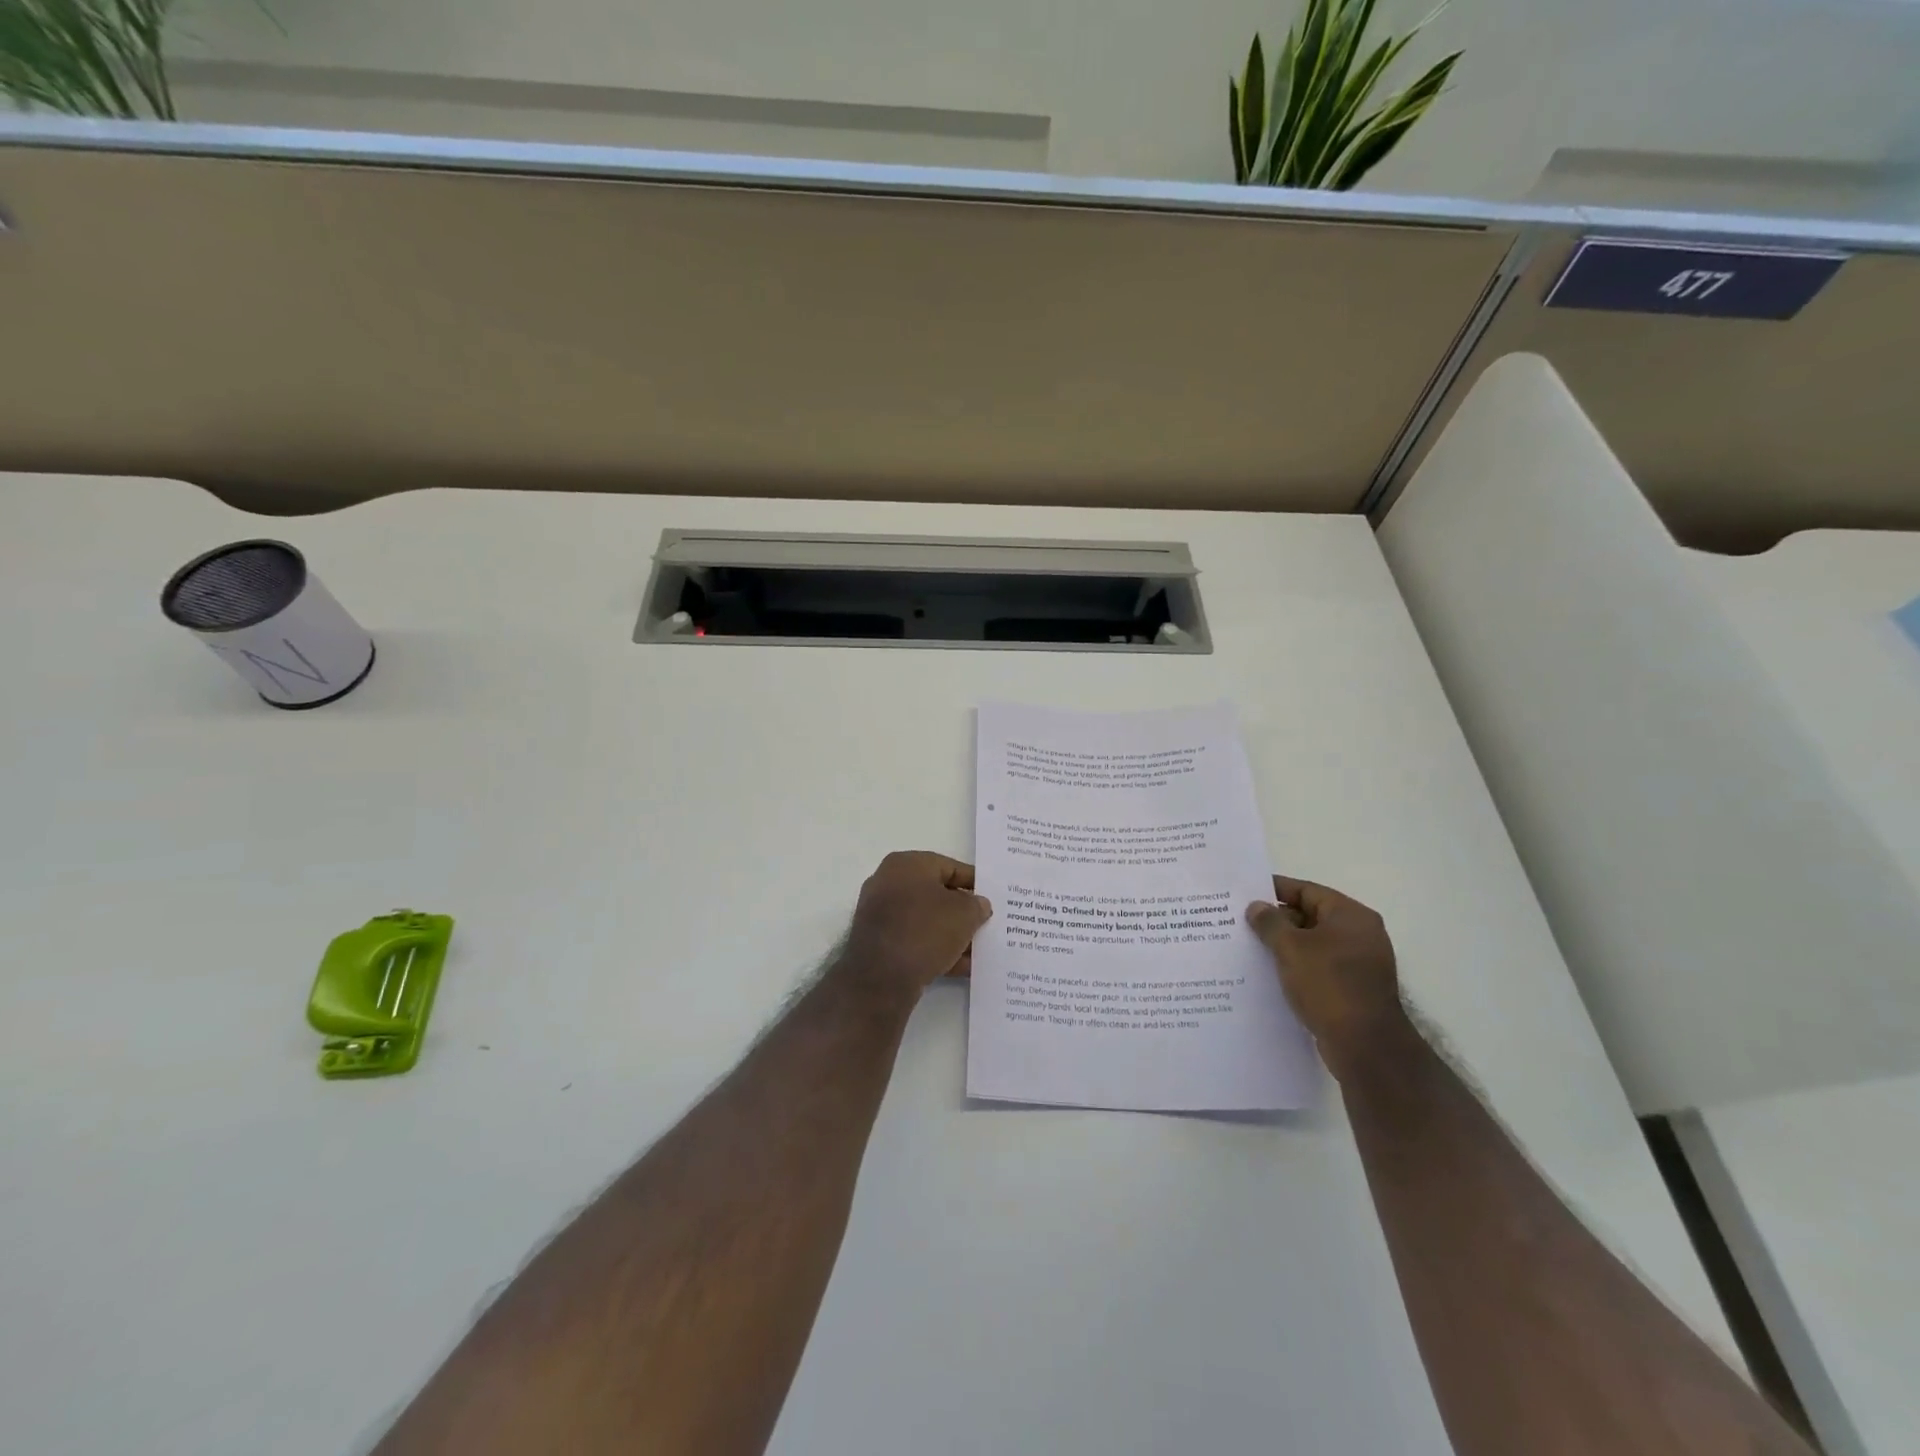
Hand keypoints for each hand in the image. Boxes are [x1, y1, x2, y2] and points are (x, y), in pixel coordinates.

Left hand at [840, 852, 992, 995]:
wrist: (881, 977)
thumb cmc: (925, 930)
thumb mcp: (964, 913)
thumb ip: (976, 905)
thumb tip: (978, 905)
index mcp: (906, 865)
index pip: (949, 867)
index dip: (974, 882)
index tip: (992, 896)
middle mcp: (888, 883)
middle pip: (936, 894)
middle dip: (963, 911)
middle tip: (986, 923)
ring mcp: (880, 915)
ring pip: (926, 920)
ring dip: (952, 934)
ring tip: (979, 950)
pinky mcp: (878, 944)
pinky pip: (915, 941)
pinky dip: (937, 950)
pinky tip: (962, 967)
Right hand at [1247, 876, 1406, 1073]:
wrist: (1365, 1046)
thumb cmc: (1328, 985)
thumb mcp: (1291, 948)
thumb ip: (1270, 922)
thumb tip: (1256, 906)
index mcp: (1351, 916)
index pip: (1307, 891)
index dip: (1275, 890)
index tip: (1245, 893)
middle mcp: (1360, 934)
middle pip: (1311, 915)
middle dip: (1277, 919)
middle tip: (1242, 922)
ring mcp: (1359, 963)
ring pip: (1313, 944)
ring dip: (1285, 945)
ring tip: (1250, 947)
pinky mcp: (1354, 988)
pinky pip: (1319, 966)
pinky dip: (1297, 966)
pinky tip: (1270, 973)